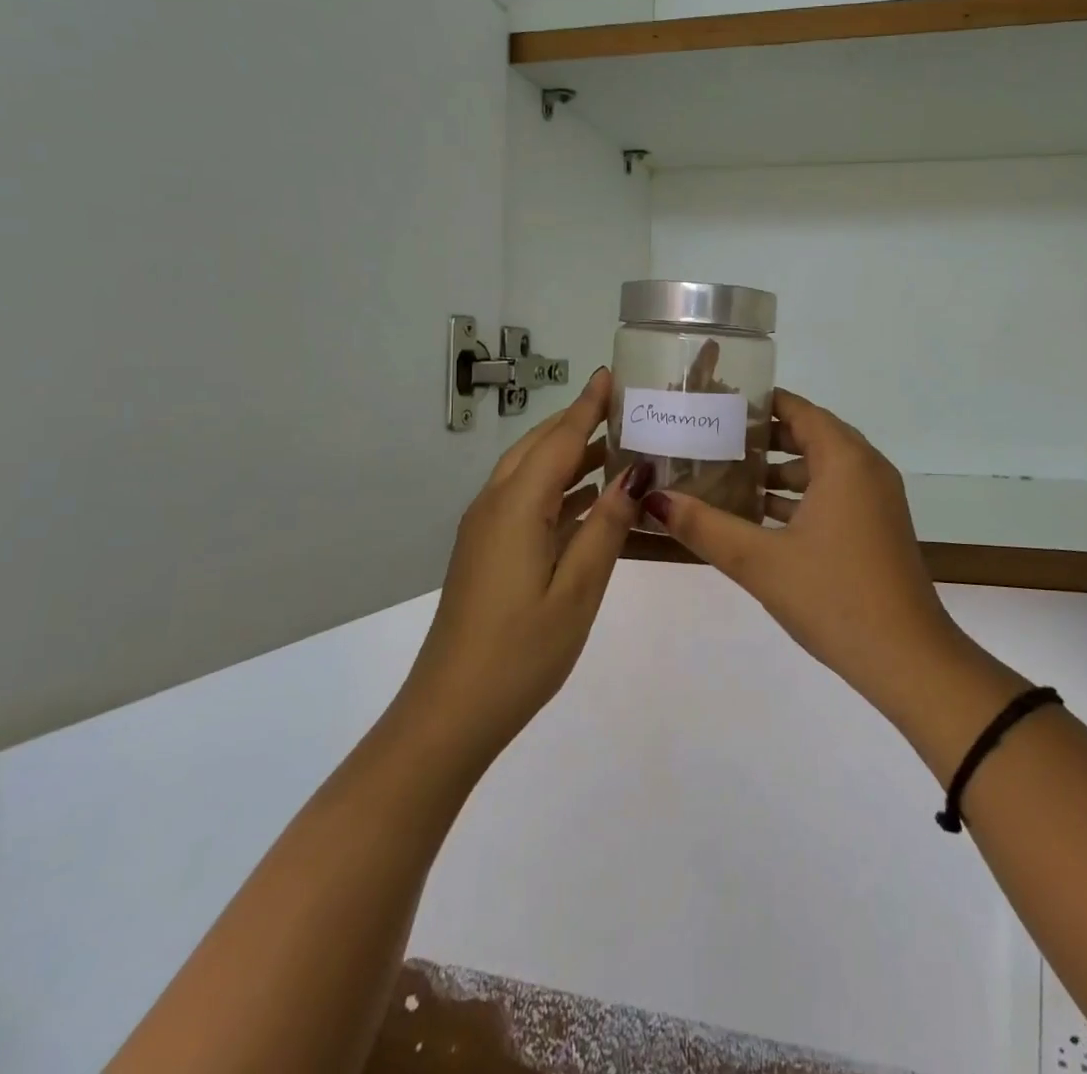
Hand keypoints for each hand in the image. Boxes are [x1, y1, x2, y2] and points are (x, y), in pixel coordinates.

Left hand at [401, 367, 653, 769]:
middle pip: (539, 447)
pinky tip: (590, 497)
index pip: (560, 439)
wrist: (450, 713)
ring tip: (617, 443)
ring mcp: (486, 529)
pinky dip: (559, 485)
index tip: (612, 374)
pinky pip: (526, 498)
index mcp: (516, 507)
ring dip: (569, 452)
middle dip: (578, 421)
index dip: (588, 405)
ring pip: (530, 471)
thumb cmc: (521, 652)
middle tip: (624, 406)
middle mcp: (495, 506)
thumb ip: (607, 526)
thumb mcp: (578, 589)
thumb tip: (637, 472)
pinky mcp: (486, 550)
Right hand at [643, 389, 974, 717]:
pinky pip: (835, 494)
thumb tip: (654, 499)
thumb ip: (705, 527)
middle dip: (764, 436)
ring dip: (781, 470)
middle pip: (811, 434)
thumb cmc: (834, 596)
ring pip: (823, 468)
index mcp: (846, 460)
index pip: (799, 410)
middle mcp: (867, 469)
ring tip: (728, 474)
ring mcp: (877, 500)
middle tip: (714, 437)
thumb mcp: (760, 561)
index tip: (717, 404)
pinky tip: (761, 516)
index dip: (760, 403)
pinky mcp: (878, 527)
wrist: (907, 659)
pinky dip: (801, 496)